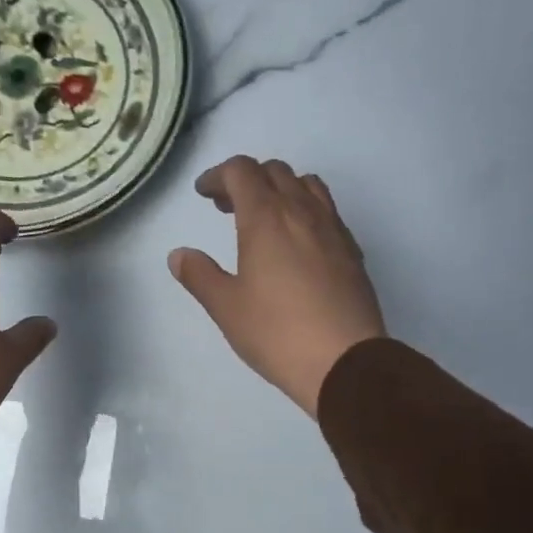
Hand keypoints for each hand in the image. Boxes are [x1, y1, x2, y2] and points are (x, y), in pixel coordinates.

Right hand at [169, 157, 385, 415]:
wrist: (345, 361)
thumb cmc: (277, 332)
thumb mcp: (227, 307)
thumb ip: (200, 275)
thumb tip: (179, 255)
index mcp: (266, 218)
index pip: (242, 171)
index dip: (218, 175)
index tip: (204, 193)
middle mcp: (302, 212)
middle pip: (275, 171)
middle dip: (247, 179)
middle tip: (228, 207)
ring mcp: (333, 229)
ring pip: (307, 185)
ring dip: (282, 188)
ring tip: (266, 218)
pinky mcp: (353, 251)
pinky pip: (328, 212)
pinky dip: (307, 211)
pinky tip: (299, 244)